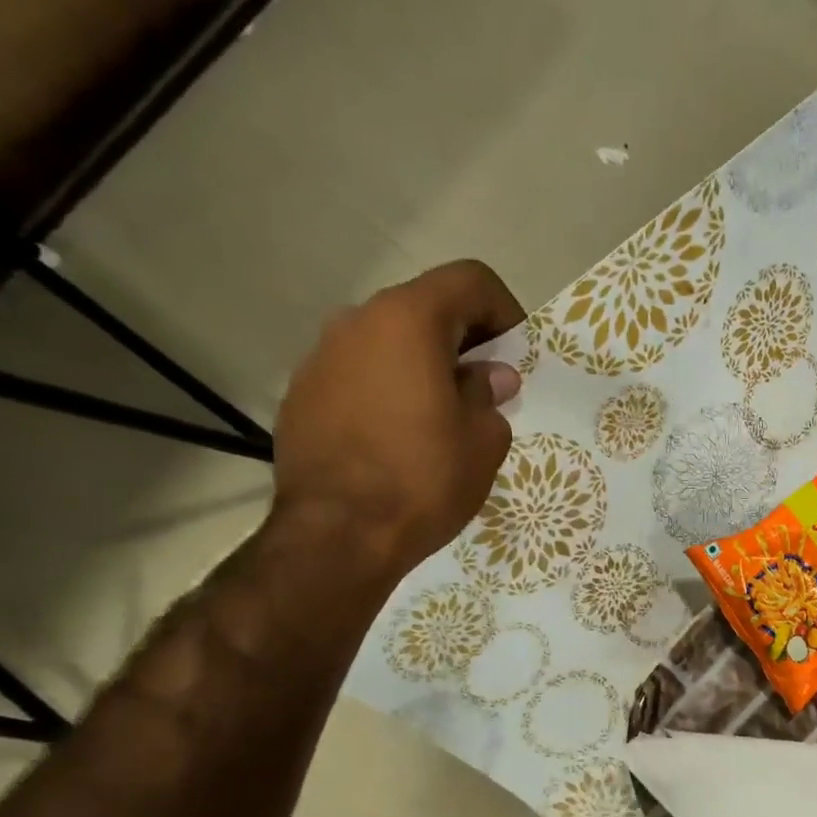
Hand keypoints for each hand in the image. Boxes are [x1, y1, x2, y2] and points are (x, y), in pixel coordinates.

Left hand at [273, 260, 525, 581]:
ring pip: (387, 343)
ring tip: (442, 419)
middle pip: (424, 309)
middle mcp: (357, 321)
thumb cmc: (424, 479)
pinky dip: (387, 390)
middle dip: (463, 342)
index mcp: (409, 320)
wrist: (338, 535)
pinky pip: (358, 375)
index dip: (504, 311)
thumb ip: (490, 396)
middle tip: (485, 391)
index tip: (515, 357)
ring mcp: (321, 357)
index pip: (469, 281)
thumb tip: (488, 377)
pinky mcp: (302, 394)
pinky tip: (398, 439)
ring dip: (422, 367)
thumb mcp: (483, 441)